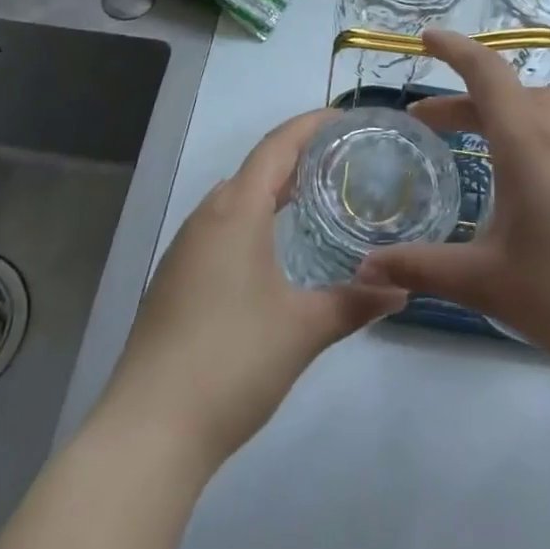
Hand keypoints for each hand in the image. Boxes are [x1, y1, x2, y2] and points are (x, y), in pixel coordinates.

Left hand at [96, 111, 407, 471]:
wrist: (149, 430)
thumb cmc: (232, 362)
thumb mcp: (304, 330)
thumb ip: (354, 303)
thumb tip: (401, 288)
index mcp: (235, 212)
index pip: (276, 147)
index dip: (309, 125)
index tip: (343, 118)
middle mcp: (205, 218)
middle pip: (254, 169)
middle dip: (295, 157)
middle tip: (339, 161)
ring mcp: (183, 250)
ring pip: (233, 199)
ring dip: (269, 190)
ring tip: (310, 199)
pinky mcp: (173, 280)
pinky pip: (218, 228)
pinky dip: (250, 220)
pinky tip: (268, 251)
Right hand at [356, 30, 549, 391]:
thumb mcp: (488, 285)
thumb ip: (423, 269)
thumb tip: (366, 268)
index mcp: (529, 144)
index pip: (487, 73)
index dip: (454, 49)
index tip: (425, 38)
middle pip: (510, 92)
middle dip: (465, 100)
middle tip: (430, 124)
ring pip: (548, 103)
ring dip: (510, 107)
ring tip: (489, 130)